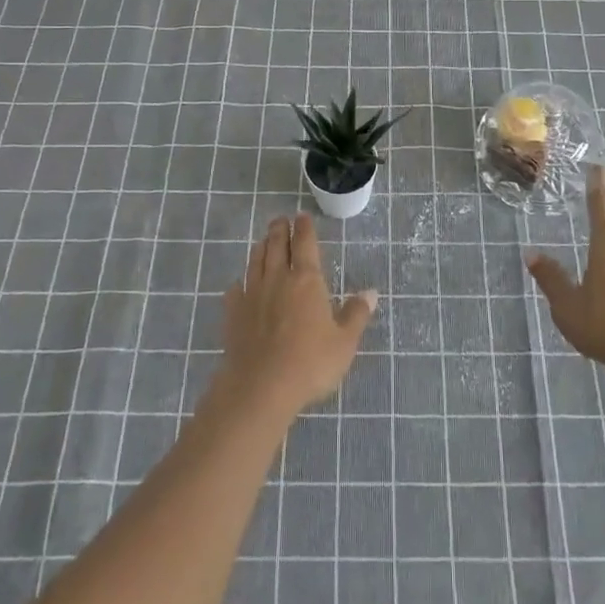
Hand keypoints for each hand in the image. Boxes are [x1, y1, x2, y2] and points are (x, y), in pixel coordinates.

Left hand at [216, 213, 375, 424]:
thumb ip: (356, 314)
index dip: (304, 228)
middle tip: (280, 219)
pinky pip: (236, 289)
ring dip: (261, 248)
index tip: (302, 216)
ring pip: (256, 262)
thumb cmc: (310, 363)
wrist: (260, 388)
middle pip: (276, 246)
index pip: (305, 244)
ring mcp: (252, 295)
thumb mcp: (344, 342)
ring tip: (264, 241)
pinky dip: (240, 281)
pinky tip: (240, 284)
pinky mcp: (233, 314)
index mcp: (307, 280)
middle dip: (279, 230)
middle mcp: (277, 279)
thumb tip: (371, 292)